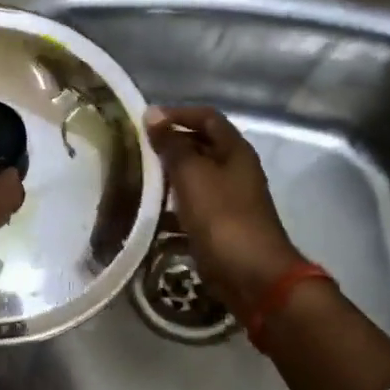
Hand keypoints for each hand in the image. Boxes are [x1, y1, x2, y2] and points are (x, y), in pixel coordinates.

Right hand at [145, 105, 301, 315]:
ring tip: (135, 180)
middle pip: (200, 147)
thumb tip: (153, 114)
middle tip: (135, 150)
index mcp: (234, 151)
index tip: (145, 121)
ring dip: (167, 178)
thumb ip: (172, 145)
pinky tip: (149, 215)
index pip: (206, 118)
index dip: (177, 113)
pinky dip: (171, 208)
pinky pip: (192, 208)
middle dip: (169, 146)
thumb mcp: (192, 175)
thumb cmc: (222, 217)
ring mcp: (229, 200)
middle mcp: (235, 171)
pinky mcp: (220, 227)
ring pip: (194, 179)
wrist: (253, 276)